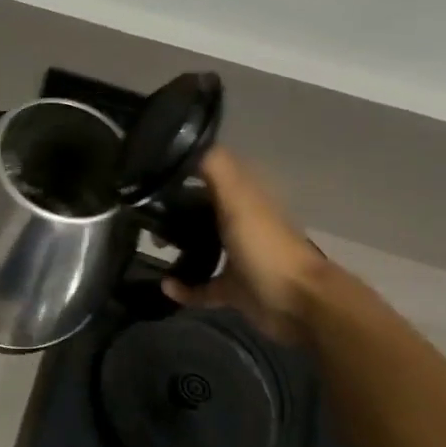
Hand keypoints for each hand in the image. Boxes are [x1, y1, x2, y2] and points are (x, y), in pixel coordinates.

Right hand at [161, 148, 324, 341]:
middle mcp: (242, 224)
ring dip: (180, 245)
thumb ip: (216, 169)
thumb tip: (189, 142)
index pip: (213, 175)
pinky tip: (166, 286)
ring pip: (203, 246)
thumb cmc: (265, 247)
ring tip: (154, 244)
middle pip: (204, 210)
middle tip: (147, 212)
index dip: (187, 170)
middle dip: (176, 209)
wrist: (297, 303)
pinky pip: (202, 287)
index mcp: (245, 199)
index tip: (153, 171)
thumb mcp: (238, 200)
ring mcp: (239, 258)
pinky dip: (184, 287)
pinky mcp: (234, 289)